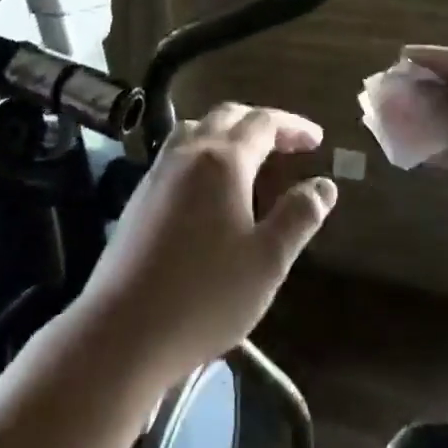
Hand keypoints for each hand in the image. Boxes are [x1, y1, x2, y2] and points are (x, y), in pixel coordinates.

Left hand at [76, 103, 337, 385]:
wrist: (122, 331)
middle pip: (227, 116)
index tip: (317, 140)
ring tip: (249, 155)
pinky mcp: (139, 196)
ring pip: (196, 129)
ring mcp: (158, 173)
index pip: (264, 123)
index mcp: (223, 160)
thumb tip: (325, 185)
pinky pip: (177, 152)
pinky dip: (203, 150)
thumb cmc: (205, 296)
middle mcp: (187, 153)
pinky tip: (209, 185)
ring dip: (228, 131)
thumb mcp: (267, 260)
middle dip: (261, 123)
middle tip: (288, 143)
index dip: (293, 126)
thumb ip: (299, 216)